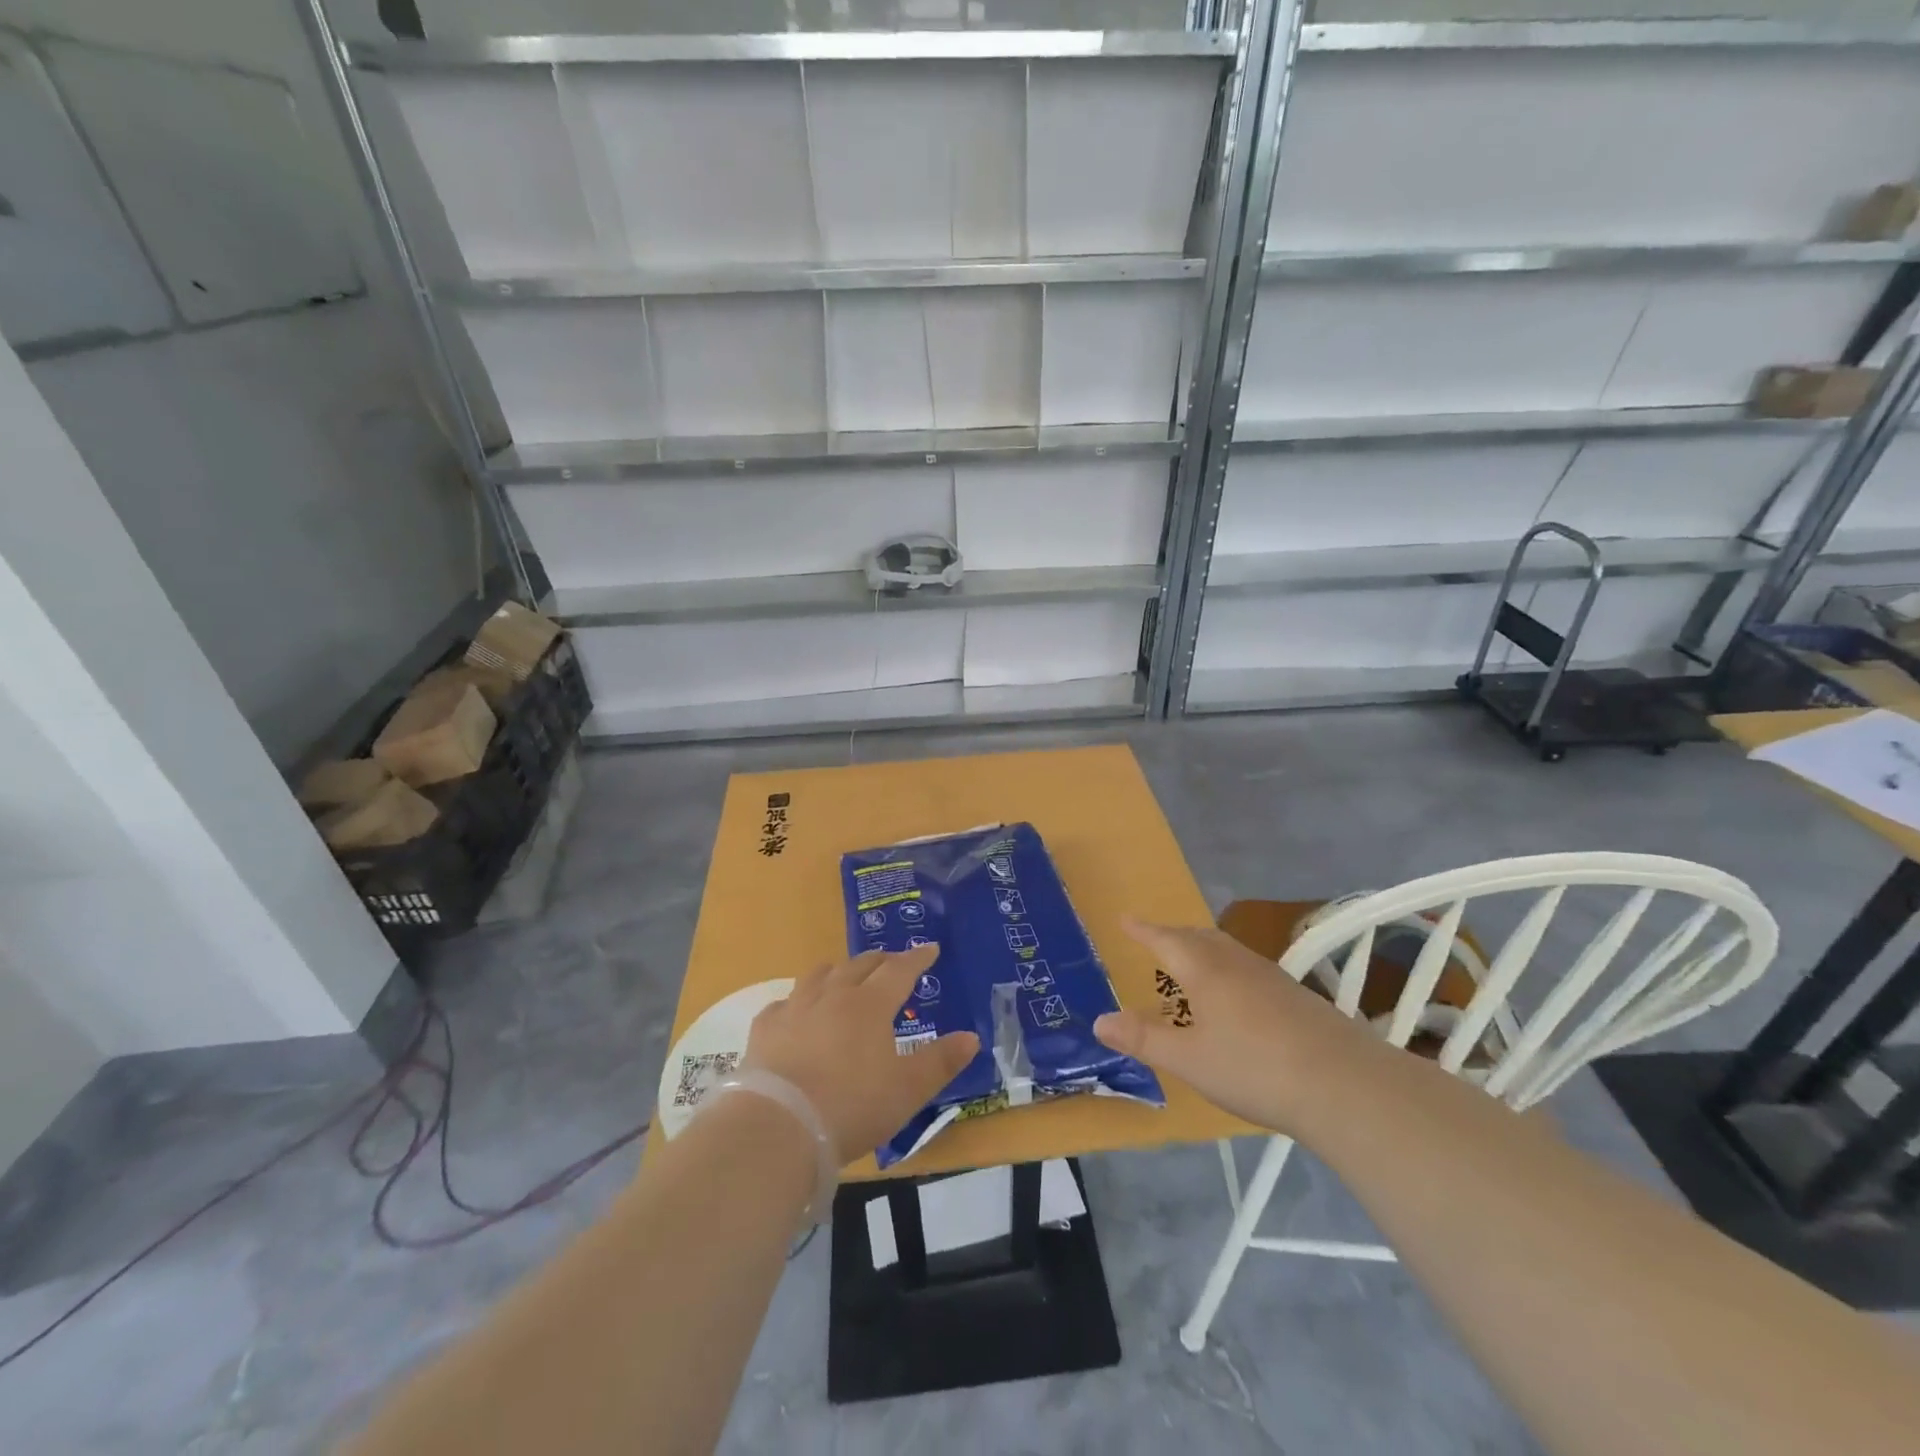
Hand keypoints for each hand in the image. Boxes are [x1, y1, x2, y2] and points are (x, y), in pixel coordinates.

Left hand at [744, 945, 978, 1163]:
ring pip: (819, 974)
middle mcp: (833, 995)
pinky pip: (783, 1003)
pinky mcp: (765, 1029)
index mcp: (871, 1005)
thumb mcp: (908, 1090)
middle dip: (880, 960)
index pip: (899, 970)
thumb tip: (972, 1038)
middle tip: (892, 961)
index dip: (917, 958)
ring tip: (844, 975)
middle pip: (860, 965)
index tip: (929, 948)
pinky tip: (795, 1012)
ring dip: (838, 970)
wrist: (779, 1126)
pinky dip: (797, 1001)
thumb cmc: (853, 1107)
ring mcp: (796, 1008)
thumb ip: (940, 1062)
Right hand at [1093, 917, 1376, 1133]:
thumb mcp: (1189, 1060)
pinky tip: (1235, 997)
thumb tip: (1099, 1021)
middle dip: (1173, 935)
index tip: (1125, 918)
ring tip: (1191, 963)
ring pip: (1227, 950)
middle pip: (1198, 938)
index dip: (1143, 930)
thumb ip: (1144, 1039)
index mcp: (1205, 970)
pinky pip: (1248, 968)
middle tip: (1155, 938)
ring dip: (1202, 949)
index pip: (1165, 939)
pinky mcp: (1297, 996)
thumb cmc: (1254, 1068)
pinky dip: (1227, 969)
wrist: (1345, 1085)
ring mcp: (1271, 977)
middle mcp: (1236, 963)